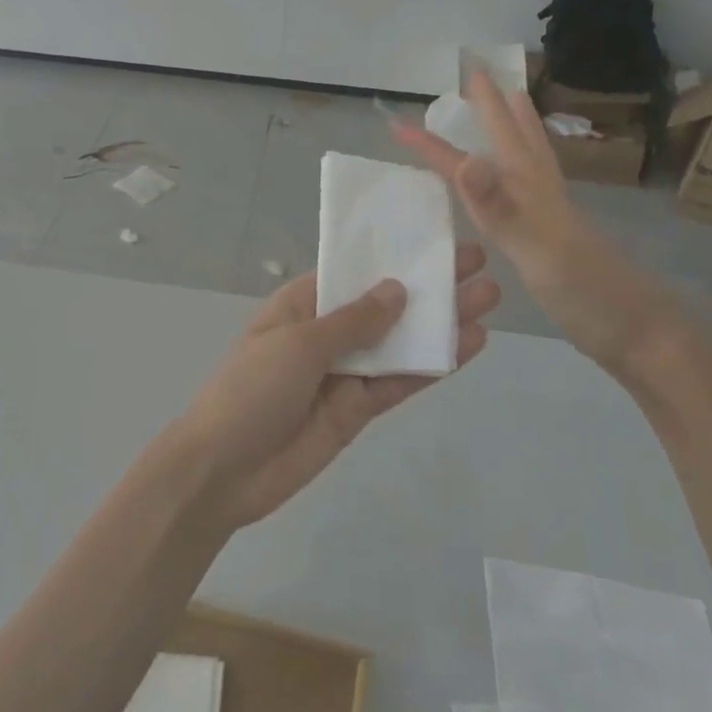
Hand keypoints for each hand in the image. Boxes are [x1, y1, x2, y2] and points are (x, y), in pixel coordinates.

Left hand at [175, 246, 497, 529]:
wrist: (223, 471)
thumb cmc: (251, 390)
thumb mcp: (299, 344)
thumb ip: (353, 321)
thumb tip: (397, 289)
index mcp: (300, 307)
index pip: (352, 273)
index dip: (391, 257)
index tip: (434, 240)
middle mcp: (324, 335)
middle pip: (383, 306)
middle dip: (426, 287)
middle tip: (479, 264)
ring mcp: (342, 374)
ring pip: (398, 344)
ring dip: (438, 324)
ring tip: (488, 298)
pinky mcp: (356, 411)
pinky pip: (397, 383)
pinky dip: (430, 366)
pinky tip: (468, 346)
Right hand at [395, 71, 672, 371]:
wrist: (642, 333)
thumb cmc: (586, 293)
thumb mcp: (537, 248)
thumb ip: (501, 205)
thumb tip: (466, 159)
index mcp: (528, 191)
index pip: (468, 159)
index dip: (432, 143)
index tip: (397, 124)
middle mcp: (540, 193)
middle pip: (514, 137)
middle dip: (492, 105)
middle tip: (477, 74)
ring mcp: (552, 213)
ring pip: (531, 156)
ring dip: (517, 125)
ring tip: (512, 100)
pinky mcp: (557, 234)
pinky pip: (532, 185)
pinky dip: (523, 165)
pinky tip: (522, 179)